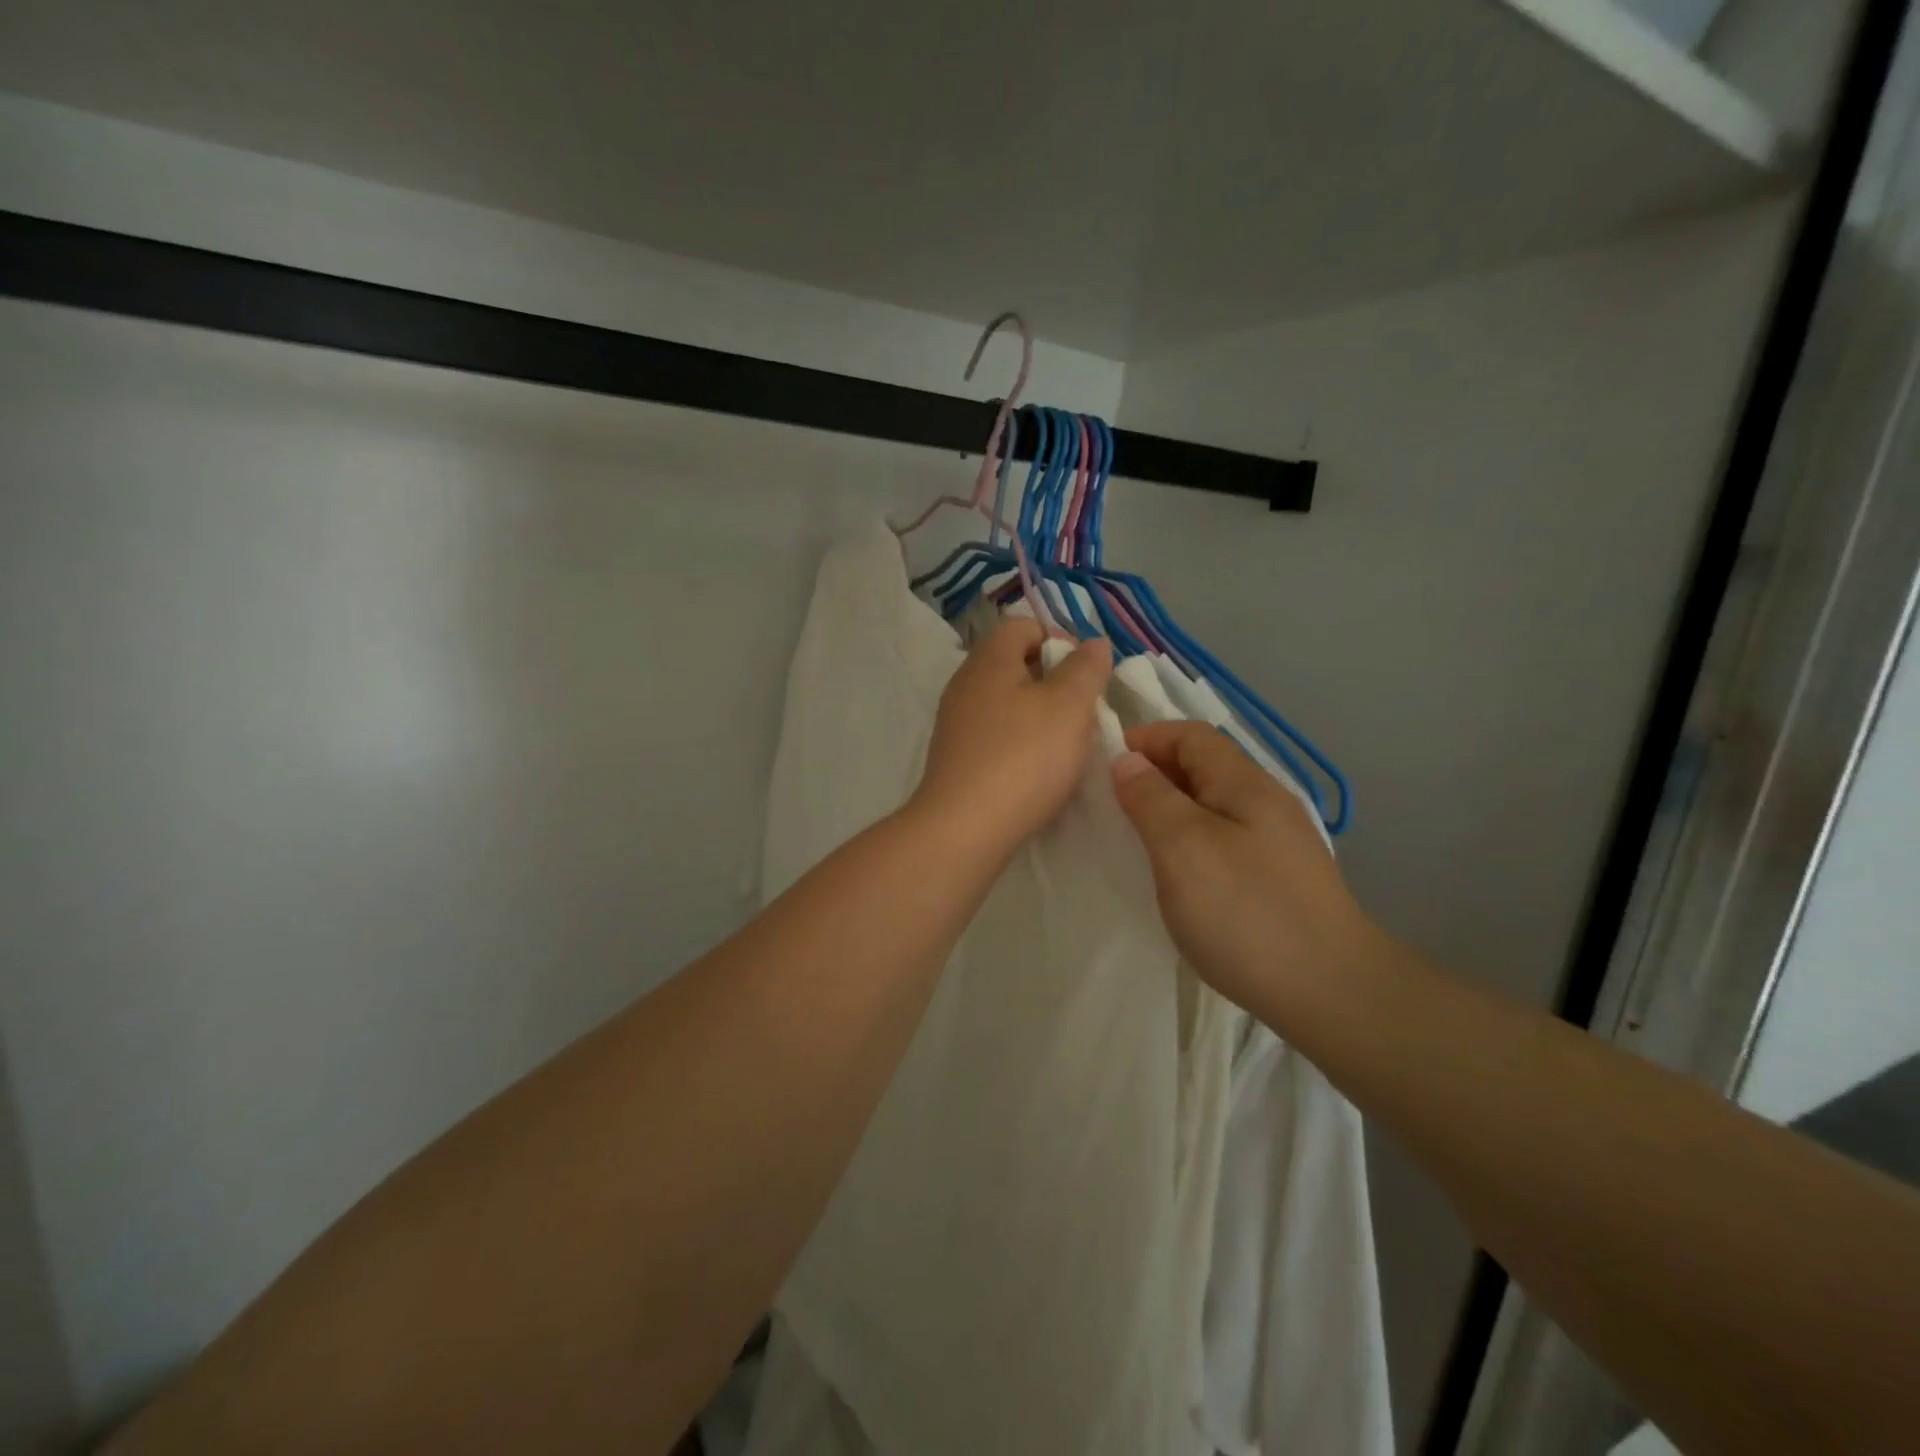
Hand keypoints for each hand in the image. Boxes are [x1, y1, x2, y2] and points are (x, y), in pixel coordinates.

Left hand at [911, 620, 1111, 857]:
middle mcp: (965, 683)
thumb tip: (1093, 643)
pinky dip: (1019, 743)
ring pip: (1006, 702)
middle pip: (1014, 664)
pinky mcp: (955, 758)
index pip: (1023, 626)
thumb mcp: (1069, 706)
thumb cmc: (1022, 758)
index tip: (1086, 674)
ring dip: (1040, 715)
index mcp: (989, 660)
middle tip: (1081, 711)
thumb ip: (1085, 669)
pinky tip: (1037, 770)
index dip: (1060, 640)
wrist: (963, 829)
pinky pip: (994, 735)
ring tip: (1065, 744)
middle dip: (1054, 682)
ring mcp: (956, 723)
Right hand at [1110, 721, 1375, 1014]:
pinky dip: (1193, 841)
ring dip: (1173, 809)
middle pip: (1205, 767)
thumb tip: (1128, 760)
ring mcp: (1279, 843)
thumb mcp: (1183, 847)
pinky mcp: (1280, 879)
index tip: (1106, 765)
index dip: (1147, 738)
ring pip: (1214, 806)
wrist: (1331, 992)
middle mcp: (1266, 803)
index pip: (1191, 736)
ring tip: (1139, 838)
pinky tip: (1181, 875)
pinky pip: (1226, 839)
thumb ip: (1150, 797)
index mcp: (1244, 784)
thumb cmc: (1246, 912)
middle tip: (1114, 805)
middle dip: (1157, 773)